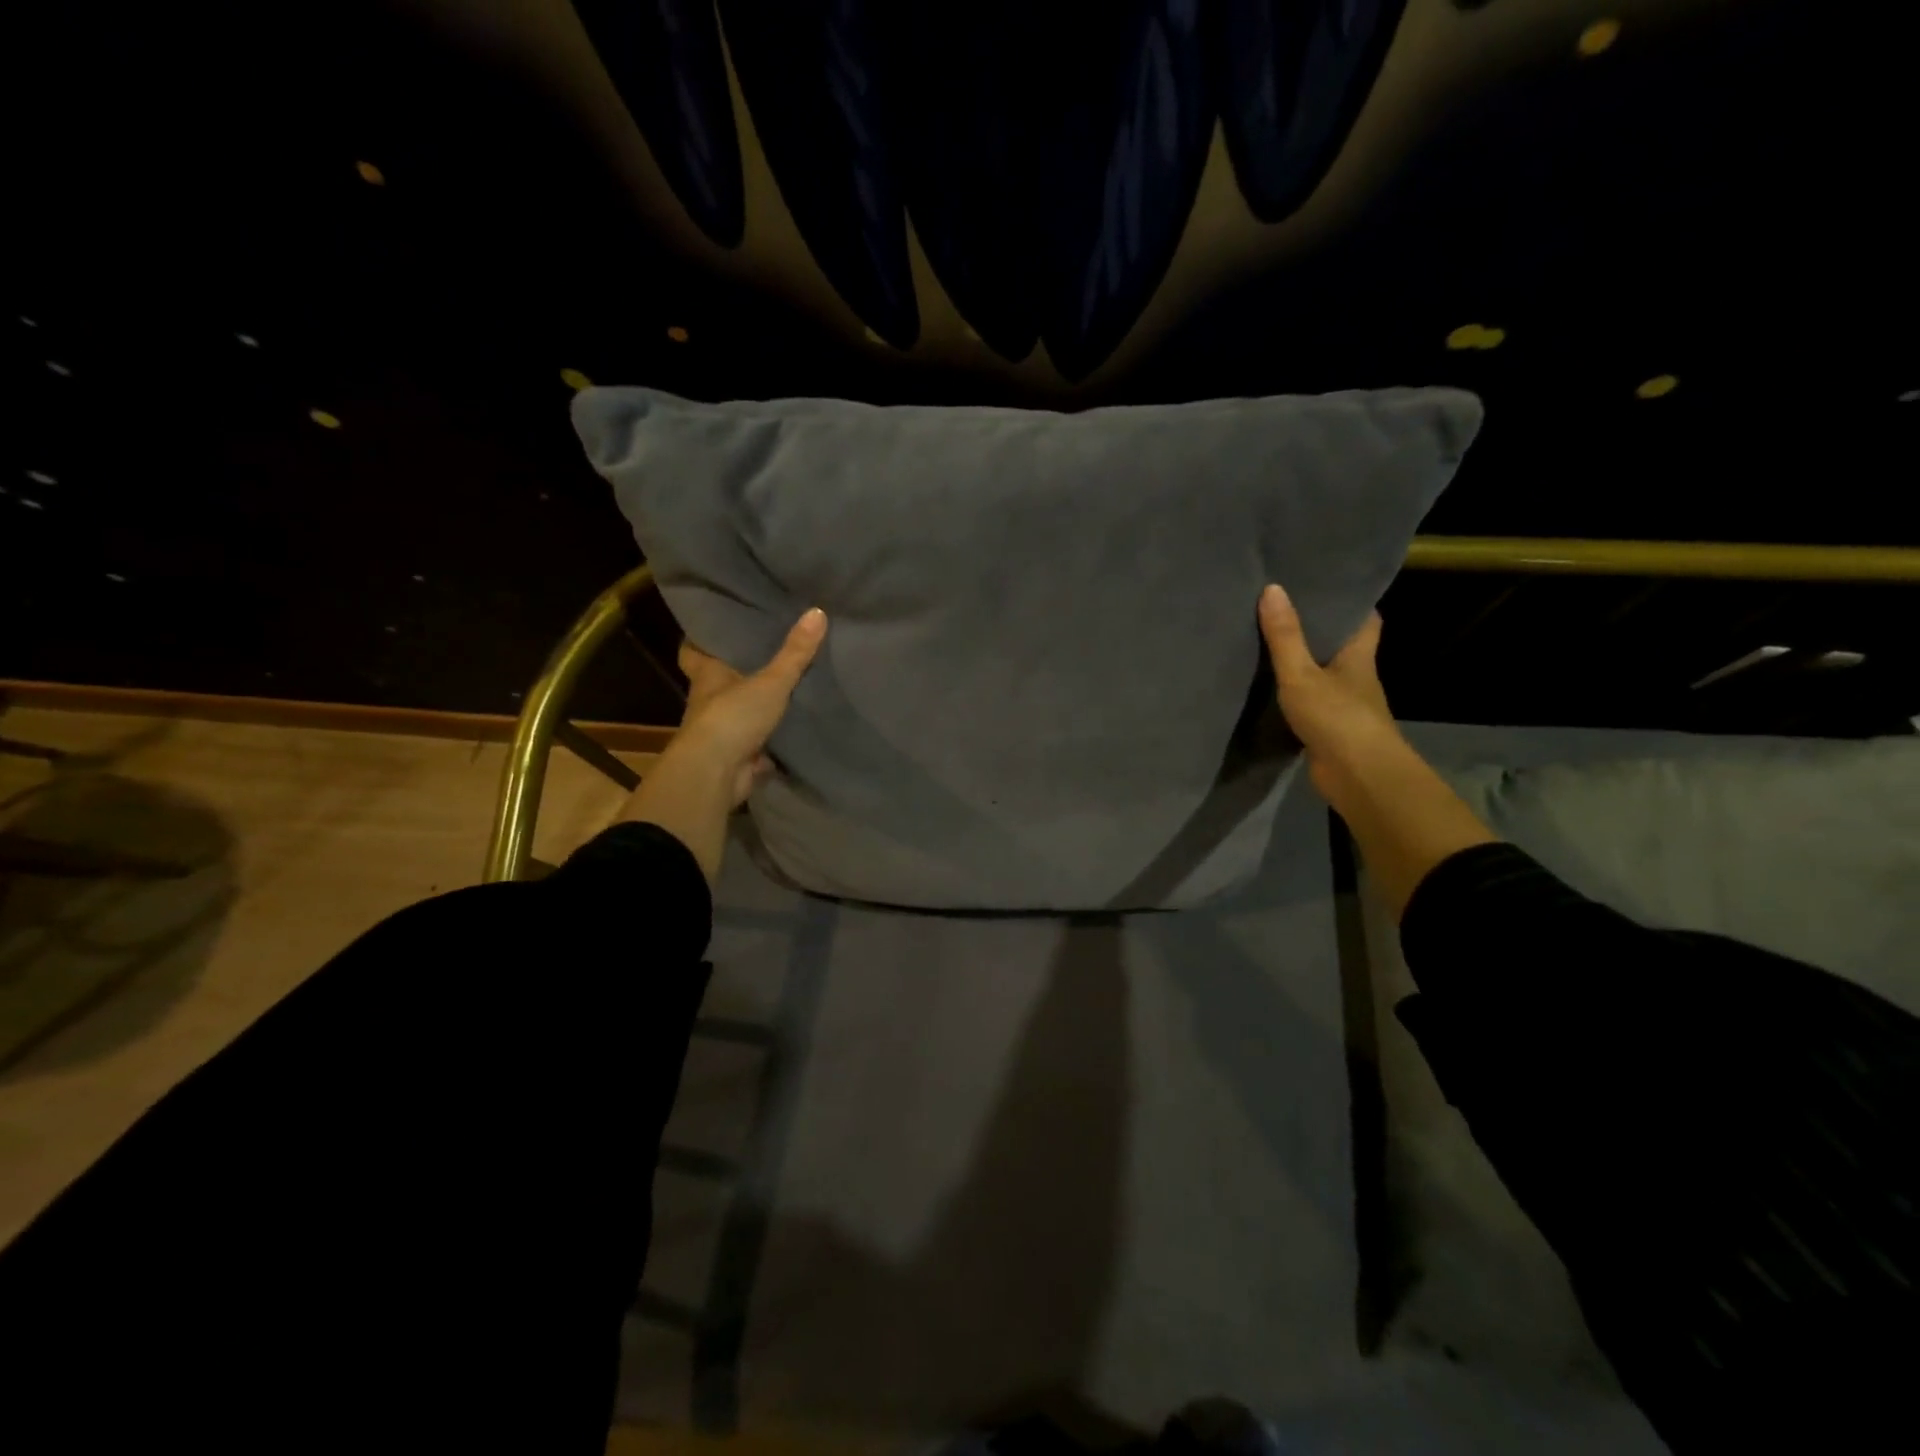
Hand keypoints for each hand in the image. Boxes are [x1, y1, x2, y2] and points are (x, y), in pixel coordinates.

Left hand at [619, 608, 826, 882]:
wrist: (715, 774)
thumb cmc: (732, 717)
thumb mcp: (770, 681)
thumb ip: (795, 652)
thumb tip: (818, 611)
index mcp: (708, 676)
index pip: (694, 650)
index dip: (701, 638)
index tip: (716, 626)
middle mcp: (709, 701)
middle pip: (720, 681)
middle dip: (738, 672)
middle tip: (764, 652)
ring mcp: (722, 732)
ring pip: (739, 712)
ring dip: (755, 707)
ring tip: (786, 688)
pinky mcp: (737, 757)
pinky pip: (757, 745)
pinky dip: (770, 742)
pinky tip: (792, 732)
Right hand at [1258, 584, 1395, 791]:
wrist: (1358, 777)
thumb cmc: (1337, 717)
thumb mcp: (1302, 673)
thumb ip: (1285, 636)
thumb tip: (1272, 588)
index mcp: (1359, 656)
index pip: (1366, 620)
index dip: (1351, 603)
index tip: (1326, 587)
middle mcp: (1357, 678)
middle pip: (1342, 647)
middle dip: (1320, 631)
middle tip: (1285, 610)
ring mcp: (1345, 707)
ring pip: (1324, 677)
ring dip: (1305, 666)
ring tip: (1270, 645)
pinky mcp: (1330, 731)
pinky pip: (1310, 705)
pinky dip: (1294, 697)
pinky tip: (1270, 691)